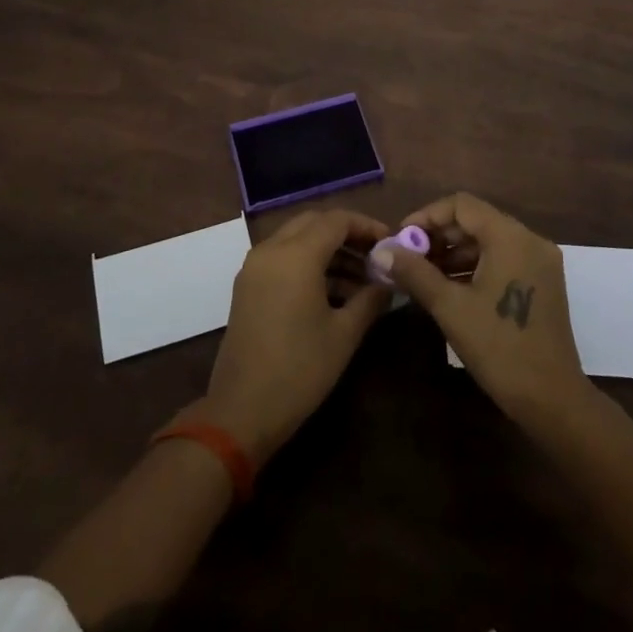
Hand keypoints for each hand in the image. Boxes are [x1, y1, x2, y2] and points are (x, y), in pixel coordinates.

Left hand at [196, 209, 391, 466]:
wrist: (241, 412)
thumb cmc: (300, 370)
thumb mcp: (344, 334)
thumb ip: (370, 299)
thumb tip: (389, 282)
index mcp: (296, 255)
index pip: (337, 220)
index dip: (367, 226)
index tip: (390, 242)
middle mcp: (272, 249)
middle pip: (314, 222)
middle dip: (347, 233)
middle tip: (375, 255)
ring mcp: (255, 266)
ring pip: (297, 238)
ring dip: (328, 249)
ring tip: (361, 278)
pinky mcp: (247, 285)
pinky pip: (282, 257)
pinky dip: (308, 262)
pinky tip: (333, 290)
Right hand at [379, 193, 592, 429]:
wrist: (552, 400)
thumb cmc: (499, 348)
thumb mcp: (450, 308)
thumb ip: (415, 272)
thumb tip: (382, 251)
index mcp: (510, 237)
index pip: (461, 205)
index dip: (427, 217)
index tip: (402, 239)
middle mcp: (529, 239)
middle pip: (476, 220)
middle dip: (439, 236)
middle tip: (408, 258)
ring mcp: (540, 261)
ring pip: (488, 241)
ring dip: (455, 252)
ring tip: (423, 275)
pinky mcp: (542, 282)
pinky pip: (502, 259)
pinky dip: (475, 266)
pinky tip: (450, 287)